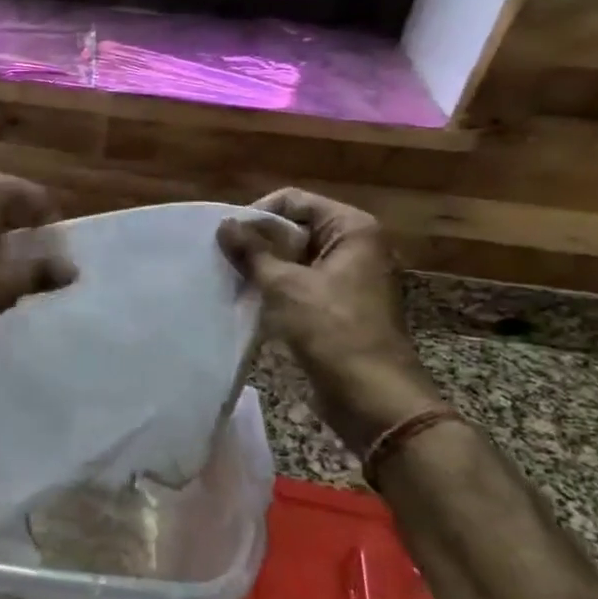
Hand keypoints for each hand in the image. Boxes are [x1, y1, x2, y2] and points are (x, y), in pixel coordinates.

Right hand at [218, 190, 444, 450]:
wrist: (374, 397)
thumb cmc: (333, 332)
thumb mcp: (285, 286)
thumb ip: (252, 251)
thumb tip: (224, 224)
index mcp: (352, 229)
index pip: (294, 201)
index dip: (258, 214)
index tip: (227, 237)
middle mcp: (355, 246)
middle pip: (296, 227)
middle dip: (259, 242)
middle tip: (223, 258)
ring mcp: (349, 277)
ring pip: (296, 258)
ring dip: (264, 267)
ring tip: (231, 278)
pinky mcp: (340, 305)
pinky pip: (302, 283)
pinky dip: (277, 288)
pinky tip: (250, 300)